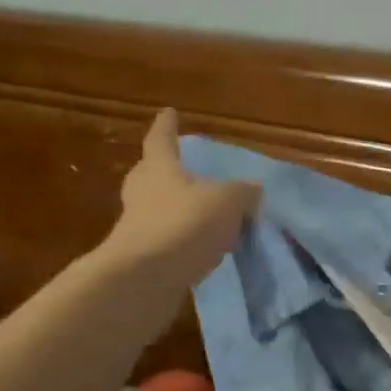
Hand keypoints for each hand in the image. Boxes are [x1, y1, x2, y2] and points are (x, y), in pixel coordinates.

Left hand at [99, 109, 259, 282]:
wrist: (146, 278)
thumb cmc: (185, 224)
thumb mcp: (229, 202)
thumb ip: (243, 193)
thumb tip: (253, 190)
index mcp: (160, 169)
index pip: (162, 139)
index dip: (167, 126)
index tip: (169, 112)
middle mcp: (143, 193)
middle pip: (150, 174)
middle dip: (164, 170)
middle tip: (181, 167)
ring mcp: (138, 226)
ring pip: (157, 208)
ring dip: (175, 208)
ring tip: (202, 212)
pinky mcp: (142, 257)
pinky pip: (166, 239)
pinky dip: (182, 239)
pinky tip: (202, 247)